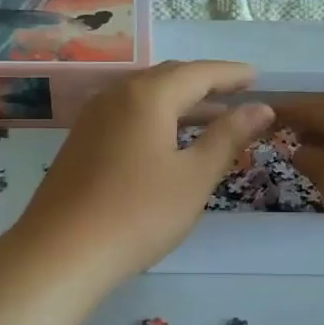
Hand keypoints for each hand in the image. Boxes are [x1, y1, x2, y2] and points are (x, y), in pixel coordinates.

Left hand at [6, 61, 274, 291]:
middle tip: (237, 95)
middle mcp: (116, 95)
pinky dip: (156, 119)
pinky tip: (168, 143)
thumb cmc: (139, 213)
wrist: (62, 252)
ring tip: (212, 120)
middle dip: (205, 85)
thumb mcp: (194, 176)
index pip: (198, 72)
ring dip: (181, 104)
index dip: (231, 74)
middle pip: (168, 78)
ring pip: (145, 98)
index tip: (257, 78)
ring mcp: (93, 118)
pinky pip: (127, 116)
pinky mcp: (81, 142)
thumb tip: (261, 108)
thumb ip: (228, 137)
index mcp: (147, 95)